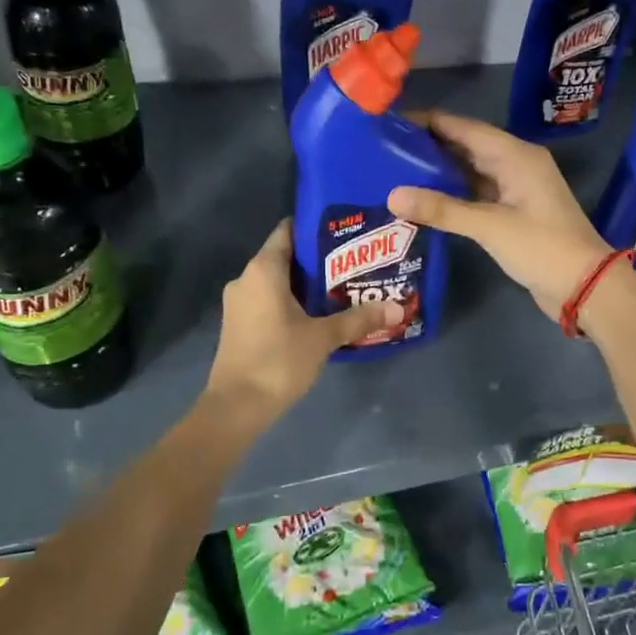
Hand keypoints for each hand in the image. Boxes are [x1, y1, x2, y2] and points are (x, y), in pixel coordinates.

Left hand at [207, 219, 401, 414]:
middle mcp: (246, 279)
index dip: (315, 228)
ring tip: (344, 287)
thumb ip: (359, 319)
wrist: (237, 406)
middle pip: (285, 257)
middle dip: (318, 260)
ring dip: (306, 285)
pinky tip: (319, 314)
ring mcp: (240, 303)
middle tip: (355, 263)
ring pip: (277, 282)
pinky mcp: (240, 324)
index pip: (288, 231)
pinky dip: (292, 302)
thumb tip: (397, 307)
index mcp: (263, 270)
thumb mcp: (324, 337)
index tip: (344, 232)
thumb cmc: (278, 360)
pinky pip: (269, 301)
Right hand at [388, 111, 612, 319]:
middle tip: (385, 149)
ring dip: (439, 171)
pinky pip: (478, 193)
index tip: (390, 123)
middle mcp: (516, 164)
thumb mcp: (489, 226)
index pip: (464, 127)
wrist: (585, 286)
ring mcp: (516, 189)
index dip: (428, 122)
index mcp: (516, 155)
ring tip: (396, 170)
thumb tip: (392, 195)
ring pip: (471, 170)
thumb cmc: (542, 248)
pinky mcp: (514, 213)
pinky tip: (425, 199)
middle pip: (466, 146)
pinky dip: (453, 194)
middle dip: (429, 146)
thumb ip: (442, 210)